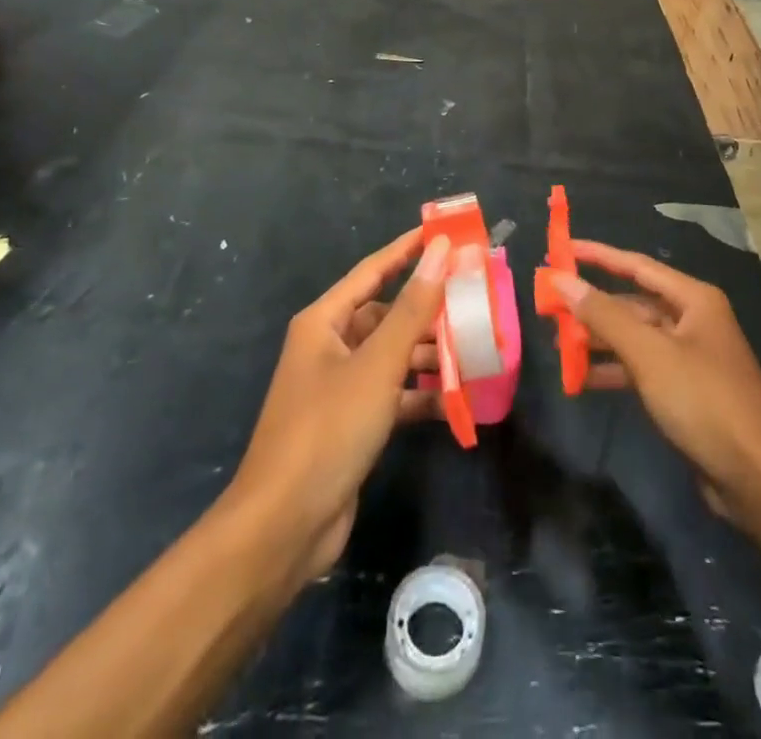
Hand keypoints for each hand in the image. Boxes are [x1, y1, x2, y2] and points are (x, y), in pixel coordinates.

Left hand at [222, 228, 451, 585]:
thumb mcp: (378, 364)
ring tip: (476, 348)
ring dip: (431, 353)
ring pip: (393, 355)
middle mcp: (330, 347)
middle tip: (475, 297)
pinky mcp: (352, 423)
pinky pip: (394, 393)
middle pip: (387, 314)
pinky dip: (422, 393)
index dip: (409, 249)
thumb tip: (441, 251)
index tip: (448, 233)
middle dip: (429, 308)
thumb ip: (414, 308)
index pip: (374, 270)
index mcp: (325, 321)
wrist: (284, 526)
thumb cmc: (328, 429)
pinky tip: (459, 398)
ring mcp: (340, 387)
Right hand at [551, 242, 760, 529]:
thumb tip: (562, 278)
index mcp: (693, 299)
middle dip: (593, 306)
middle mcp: (693, 320)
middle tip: (550, 308)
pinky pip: (641, 368)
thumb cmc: (704, 401)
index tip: (561, 249)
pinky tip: (583, 379)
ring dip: (599, 340)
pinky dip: (613, 370)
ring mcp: (690, 358)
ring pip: (635, 337)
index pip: (636, 266)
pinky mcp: (685, 392)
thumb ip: (604, 315)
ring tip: (557, 345)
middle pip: (633, 303)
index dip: (597, 255)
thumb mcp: (649, 354)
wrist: (758, 478)